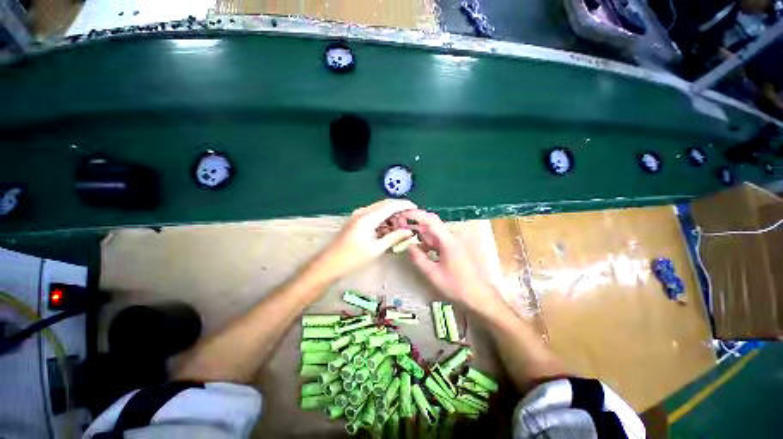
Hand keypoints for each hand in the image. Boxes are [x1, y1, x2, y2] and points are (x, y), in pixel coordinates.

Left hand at [314, 199, 416, 280]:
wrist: (329, 263)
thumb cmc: (353, 258)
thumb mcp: (377, 248)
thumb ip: (394, 237)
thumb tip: (409, 231)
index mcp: (368, 217)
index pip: (391, 205)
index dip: (405, 205)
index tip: (416, 208)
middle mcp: (363, 212)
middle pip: (385, 204)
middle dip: (399, 210)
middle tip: (409, 219)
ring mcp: (358, 215)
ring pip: (380, 209)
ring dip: (391, 215)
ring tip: (401, 226)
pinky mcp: (356, 220)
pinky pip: (373, 215)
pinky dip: (383, 219)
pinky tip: (389, 229)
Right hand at [400, 210, 503, 314]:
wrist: (480, 297)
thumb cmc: (456, 286)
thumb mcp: (432, 274)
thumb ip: (418, 258)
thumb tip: (409, 246)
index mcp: (448, 240)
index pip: (430, 220)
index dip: (416, 215)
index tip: (403, 214)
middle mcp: (453, 237)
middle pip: (432, 226)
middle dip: (416, 225)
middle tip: (401, 227)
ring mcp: (456, 243)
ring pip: (435, 234)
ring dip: (422, 235)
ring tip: (408, 238)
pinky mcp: (457, 249)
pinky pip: (440, 242)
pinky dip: (430, 243)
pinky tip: (421, 249)